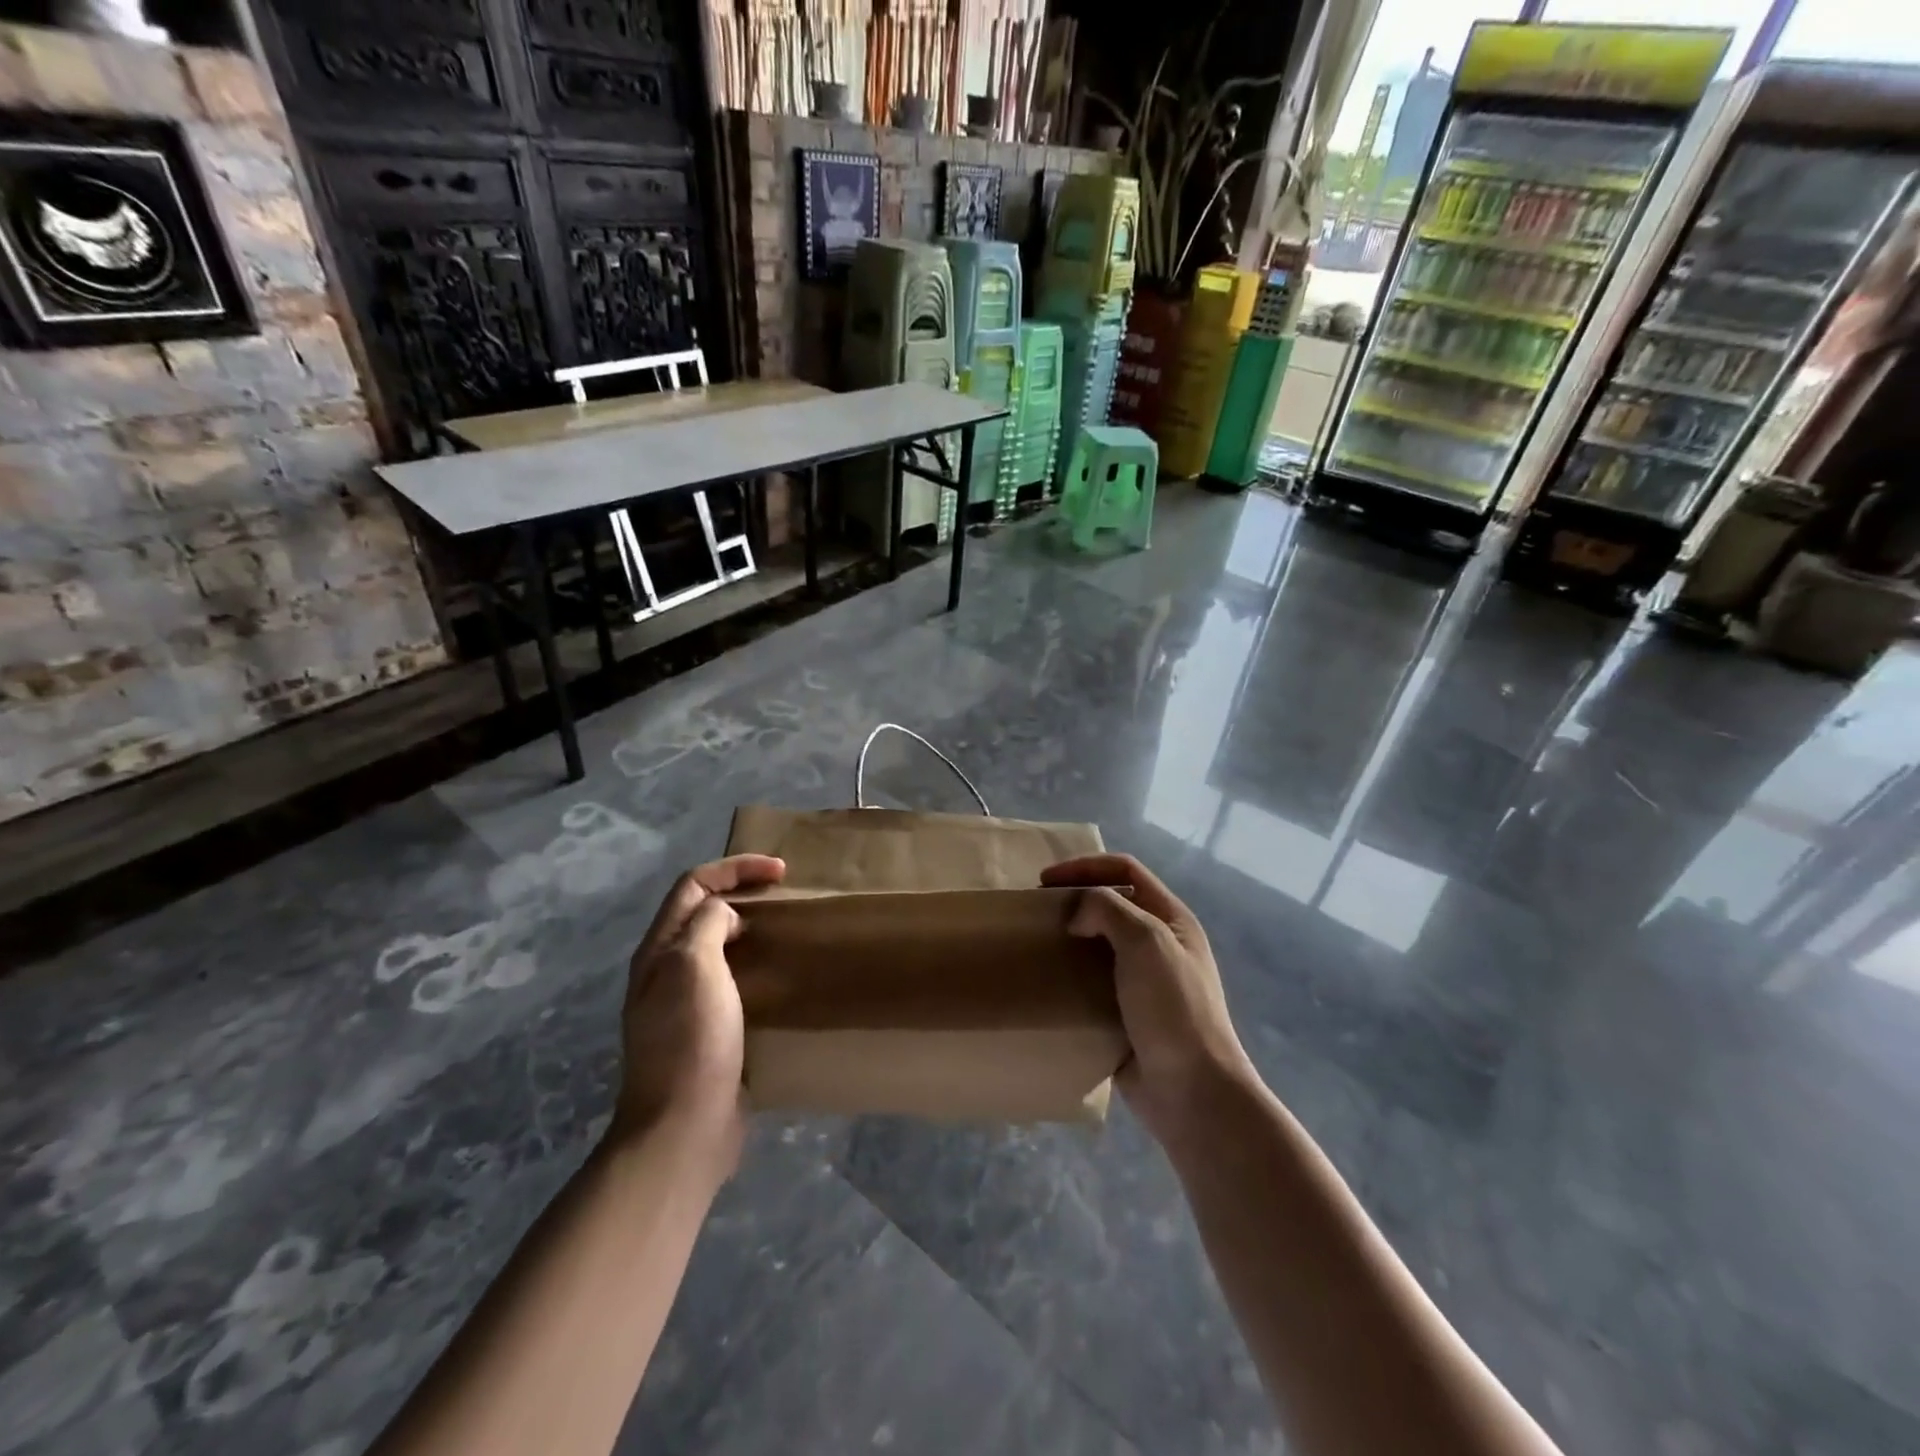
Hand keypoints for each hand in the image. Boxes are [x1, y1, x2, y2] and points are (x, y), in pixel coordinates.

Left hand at [613, 854, 786, 1152]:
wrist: (684, 1127)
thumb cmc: (691, 1040)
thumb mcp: (695, 967)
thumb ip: (707, 925)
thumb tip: (725, 914)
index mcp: (660, 950)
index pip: (693, 885)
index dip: (735, 869)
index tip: (780, 872)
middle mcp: (667, 970)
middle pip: (701, 911)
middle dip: (740, 891)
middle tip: (784, 894)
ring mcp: (685, 1002)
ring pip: (718, 945)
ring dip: (749, 927)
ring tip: (785, 927)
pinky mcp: (707, 1029)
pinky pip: (731, 979)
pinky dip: (755, 963)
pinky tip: (779, 975)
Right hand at [1041, 853, 1253, 1144]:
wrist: (1192, 1090)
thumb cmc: (1173, 1007)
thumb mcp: (1146, 941)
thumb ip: (1108, 910)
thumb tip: (1077, 914)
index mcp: (1171, 919)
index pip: (1126, 870)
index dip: (1086, 866)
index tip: (1046, 881)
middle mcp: (1158, 945)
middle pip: (1111, 905)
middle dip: (1074, 902)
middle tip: (1039, 914)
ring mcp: (1143, 982)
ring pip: (1098, 946)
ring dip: (1068, 941)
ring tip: (1037, 948)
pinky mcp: (1125, 1015)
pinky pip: (1091, 985)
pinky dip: (1069, 979)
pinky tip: (1048, 986)